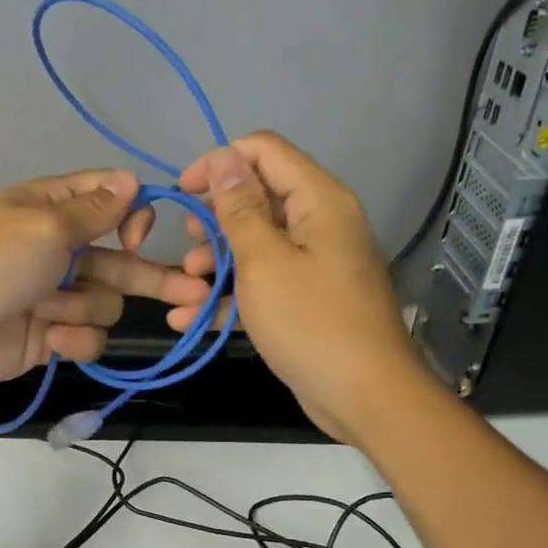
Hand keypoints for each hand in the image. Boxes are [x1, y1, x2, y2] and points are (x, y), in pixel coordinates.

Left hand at [0, 169, 210, 389]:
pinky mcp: (51, 335)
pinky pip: (87, 336)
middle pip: (122, 260)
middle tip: (196, 293)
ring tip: (49, 312)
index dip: (134, 216)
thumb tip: (132, 179)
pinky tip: (51, 338)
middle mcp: (60, 249)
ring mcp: (56, 295)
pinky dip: (73, 338)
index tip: (139, 236)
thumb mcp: (44, 226)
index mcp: (54, 210)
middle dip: (152, 276)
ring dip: (84, 308)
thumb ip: (94, 211)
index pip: (111, 201)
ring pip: (106, 302)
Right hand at [172, 133, 427, 443]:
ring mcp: (314, 262)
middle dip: (214, 220)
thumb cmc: (310, 322)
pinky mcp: (306, 298)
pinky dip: (230, 296)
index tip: (183, 191)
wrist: (364, 396)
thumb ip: (239, 208)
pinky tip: (190, 319)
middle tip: (187, 245)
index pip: (263, 151)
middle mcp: (319, 222)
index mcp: (317, 200)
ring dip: (215, 262)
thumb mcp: (263, 262)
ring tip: (186, 288)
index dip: (219, 163)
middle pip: (257, 197)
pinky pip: (263, 283)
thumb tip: (223, 155)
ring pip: (255, 244)